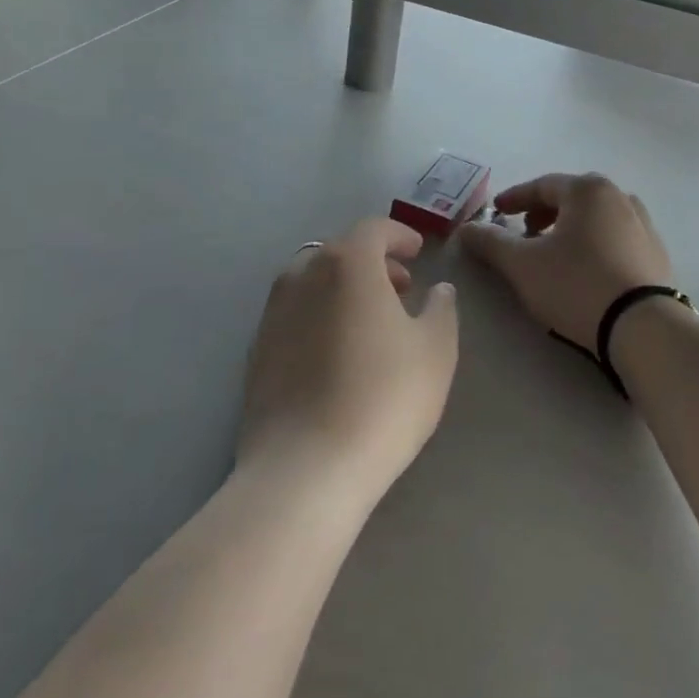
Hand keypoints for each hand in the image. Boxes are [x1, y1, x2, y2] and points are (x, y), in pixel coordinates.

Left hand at [240, 218, 458, 500]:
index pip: (373, 229)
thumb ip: (441, 309)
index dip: (398, 236)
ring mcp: (273, 312)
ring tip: (370, 322)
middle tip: (401, 288)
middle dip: (373, 262)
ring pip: (313, 281)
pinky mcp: (257, 350)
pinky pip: (295, 314)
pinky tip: (337, 353)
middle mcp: (303, 275)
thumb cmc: (383, 398)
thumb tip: (438, 289)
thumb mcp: (436, 350)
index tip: (418, 253)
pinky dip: (319, 315)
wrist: (306, 467)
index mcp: (347, 263)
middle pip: (340, 251)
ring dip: (343, 288)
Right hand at [459, 173, 672, 348]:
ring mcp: (644, 225)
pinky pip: (615, 238)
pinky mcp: (656, 254)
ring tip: (553, 252)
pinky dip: (593, 244)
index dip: (514, 199)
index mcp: (588, 190)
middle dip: (543, 212)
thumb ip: (490, 242)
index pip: (542, 186)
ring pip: (596, 218)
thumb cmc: (576, 285)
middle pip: (572, 198)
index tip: (496, 212)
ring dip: (570, 228)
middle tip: (524, 232)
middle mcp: (620, 197)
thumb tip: (466, 229)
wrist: (643, 327)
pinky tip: (585, 270)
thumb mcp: (522, 264)